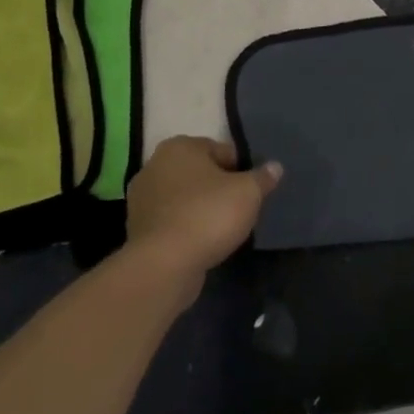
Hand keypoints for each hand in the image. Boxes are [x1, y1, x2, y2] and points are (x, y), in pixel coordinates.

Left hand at [126, 137, 281, 295]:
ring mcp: (142, 199)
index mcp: (180, 146)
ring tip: (222, 229)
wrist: (164, 266)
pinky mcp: (137, 229)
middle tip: (239, 209)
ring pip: (184, 197)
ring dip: (201, 208)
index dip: (242, 170)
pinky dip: (186, 227)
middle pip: (201, 173)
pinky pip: (172, 220)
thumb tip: (275, 167)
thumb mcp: (248, 192)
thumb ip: (263, 177)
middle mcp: (155, 165)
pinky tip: (202, 243)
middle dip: (219, 188)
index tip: (252, 191)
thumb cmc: (208, 215)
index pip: (223, 151)